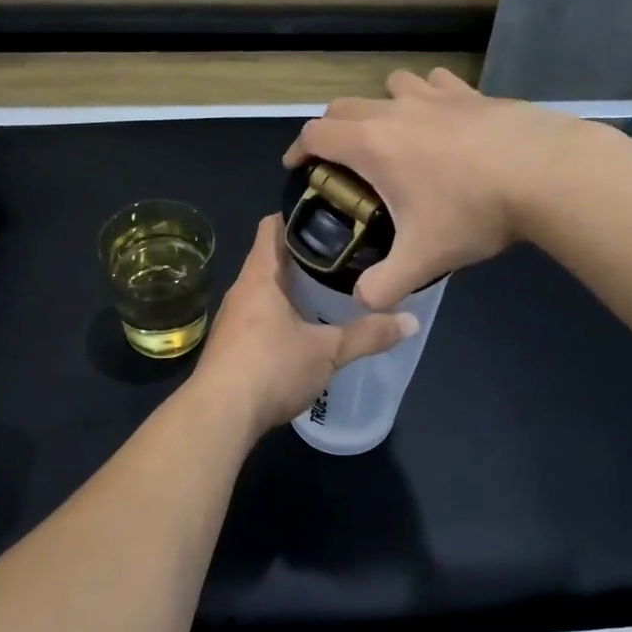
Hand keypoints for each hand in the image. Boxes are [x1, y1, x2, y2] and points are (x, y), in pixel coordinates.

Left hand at [192, 217, 417, 437]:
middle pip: (272, 259)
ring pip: (265, 291)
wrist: (219, 416)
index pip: (273, 226)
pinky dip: (281, 316)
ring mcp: (232, 320)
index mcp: (260, 277)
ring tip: (330, 292)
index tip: (331, 215)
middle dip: (305, 256)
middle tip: (345, 257)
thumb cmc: (271, 368)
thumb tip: (412, 321)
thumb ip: (368, 335)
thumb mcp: (328, 352)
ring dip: (293, 290)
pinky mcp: (230, 347)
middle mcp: (241, 291)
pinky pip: (259, 319)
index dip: (299, 214)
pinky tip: (305, 332)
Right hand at [282, 69, 576, 309]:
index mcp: (372, 144)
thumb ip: (384, 286)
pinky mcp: (472, 93)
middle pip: (345, 105)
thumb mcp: (423, 258)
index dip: (298, 149)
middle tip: (339, 160)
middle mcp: (396, 111)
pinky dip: (427, 97)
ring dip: (380, 106)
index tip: (296, 167)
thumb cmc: (472, 210)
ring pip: (391, 86)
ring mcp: (436, 97)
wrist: (545, 173)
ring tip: (392, 135)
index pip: (316, 133)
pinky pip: (436, 83)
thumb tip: (363, 302)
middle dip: (332, 129)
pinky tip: (441, 118)